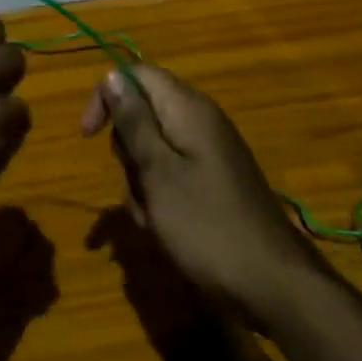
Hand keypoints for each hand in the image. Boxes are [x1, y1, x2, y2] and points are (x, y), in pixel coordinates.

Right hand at [81, 65, 314, 318]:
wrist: (273, 285)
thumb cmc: (206, 225)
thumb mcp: (157, 172)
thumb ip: (133, 121)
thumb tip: (112, 75)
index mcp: (188, 109)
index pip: (136, 75)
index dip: (107, 97)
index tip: (88, 136)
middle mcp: (200, 122)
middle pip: (143, 114)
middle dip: (127, 151)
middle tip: (138, 186)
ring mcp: (209, 153)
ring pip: (153, 150)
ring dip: (141, 182)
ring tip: (153, 217)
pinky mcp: (214, 181)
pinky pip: (172, 175)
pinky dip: (160, 197)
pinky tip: (165, 228)